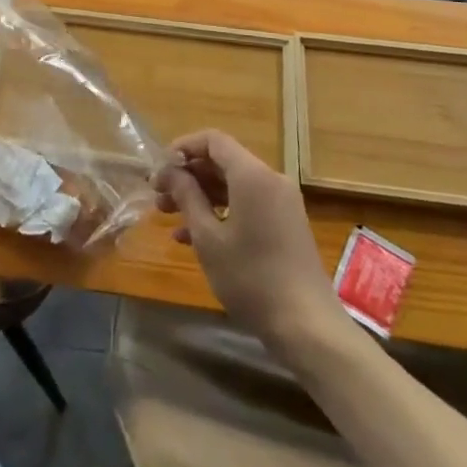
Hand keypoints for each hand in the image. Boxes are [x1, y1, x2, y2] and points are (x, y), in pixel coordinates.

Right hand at [153, 129, 339, 351]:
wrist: (308, 326)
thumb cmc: (251, 278)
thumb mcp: (208, 237)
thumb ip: (187, 196)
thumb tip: (170, 170)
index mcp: (252, 175)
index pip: (213, 140)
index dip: (183, 148)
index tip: (160, 168)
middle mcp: (270, 179)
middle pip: (222, 162)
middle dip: (188, 175)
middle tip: (158, 196)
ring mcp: (281, 202)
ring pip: (233, 185)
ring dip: (201, 195)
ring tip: (168, 216)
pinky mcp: (285, 224)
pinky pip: (247, 204)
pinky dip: (221, 211)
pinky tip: (193, 237)